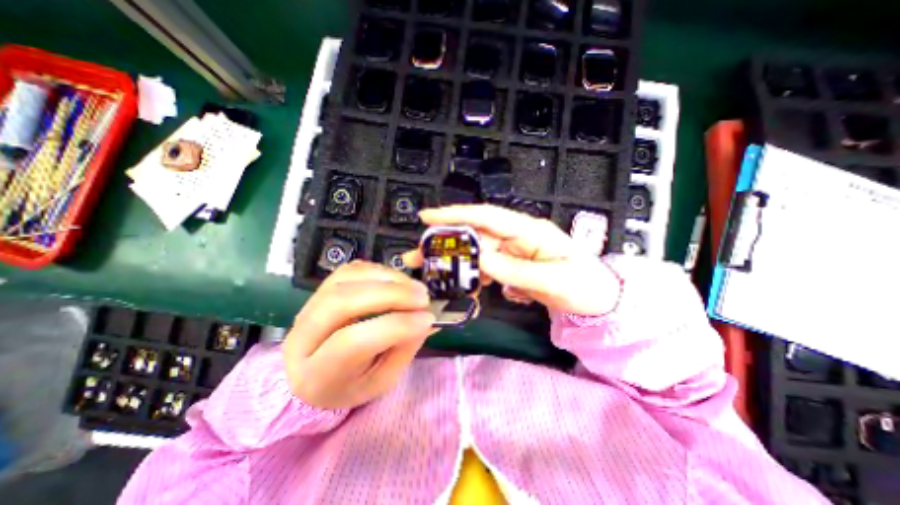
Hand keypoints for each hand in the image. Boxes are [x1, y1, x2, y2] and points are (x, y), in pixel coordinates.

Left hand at [280, 260, 436, 409]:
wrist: (314, 374)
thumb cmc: (351, 383)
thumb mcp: (382, 380)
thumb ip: (404, 349)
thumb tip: (428, 320)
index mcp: (314, 375)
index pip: (353, 343)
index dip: (395, 326)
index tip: (428, 319)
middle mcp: (301, 336)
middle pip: (344, 302)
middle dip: (392, 295)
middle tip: (423, 297)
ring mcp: (308, 306)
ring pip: (346, 279)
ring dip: (388, 278)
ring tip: (414, 287)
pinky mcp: (320, 288)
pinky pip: (350, 269)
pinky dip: (379, 270)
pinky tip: (397, 280)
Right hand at [404, 204, 623, 315]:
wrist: (597, 299)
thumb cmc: (583, 285)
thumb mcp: (553, 280)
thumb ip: (516, 271)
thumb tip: (481, 260)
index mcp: (529, 231)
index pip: (487, 216)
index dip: (456, 214)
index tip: (427, 217)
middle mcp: (516, 236)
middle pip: (475, 235)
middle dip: (445, 243)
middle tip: (417, 255)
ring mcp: (512, 251)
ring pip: (477, 252)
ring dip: (455, 261)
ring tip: (432, 274)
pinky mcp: (511, 265)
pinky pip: (486, 266)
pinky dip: (474, 275)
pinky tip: (466, 286)